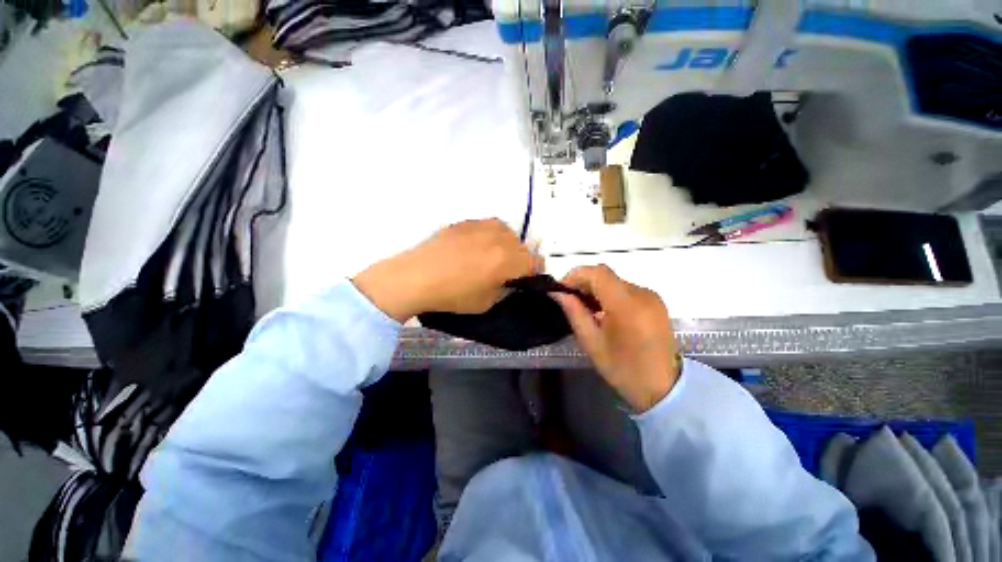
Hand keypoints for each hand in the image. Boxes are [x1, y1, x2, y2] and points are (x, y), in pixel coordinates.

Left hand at [353, 219, 542, 321]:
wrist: (417, 276)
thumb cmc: (453, 295)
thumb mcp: (487, 302)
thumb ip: (506, 290)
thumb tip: (512, 282)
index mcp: (508, 259)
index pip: (535, 261)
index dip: (533, 273)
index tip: (525, 280)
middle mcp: (500, 238)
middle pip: (523, 246)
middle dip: (520, 259)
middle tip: (505, 272)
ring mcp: (482, 226)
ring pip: (507, 232)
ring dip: (506, 245)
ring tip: (491, 257)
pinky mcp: (466, 222)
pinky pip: (488, 226)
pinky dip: (489, 236)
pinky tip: (474, 247)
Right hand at [552, 265, 679, 412]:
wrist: (663, 387)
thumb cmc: (623, 369)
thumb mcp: (591, 343)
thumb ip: (574, 312)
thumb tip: (558, 293)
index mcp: (626, 306)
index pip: (598, 273)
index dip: (576, 275)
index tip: (562, 289)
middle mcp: (642, 294)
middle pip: (606, 275)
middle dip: (584, 283)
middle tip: (571, 300)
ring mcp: (652, 297)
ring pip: (615, 281)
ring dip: (597, 289)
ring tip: (586, 308)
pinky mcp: (656, 301)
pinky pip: (626, 289)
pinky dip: (610, 294)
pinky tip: (604, 311)